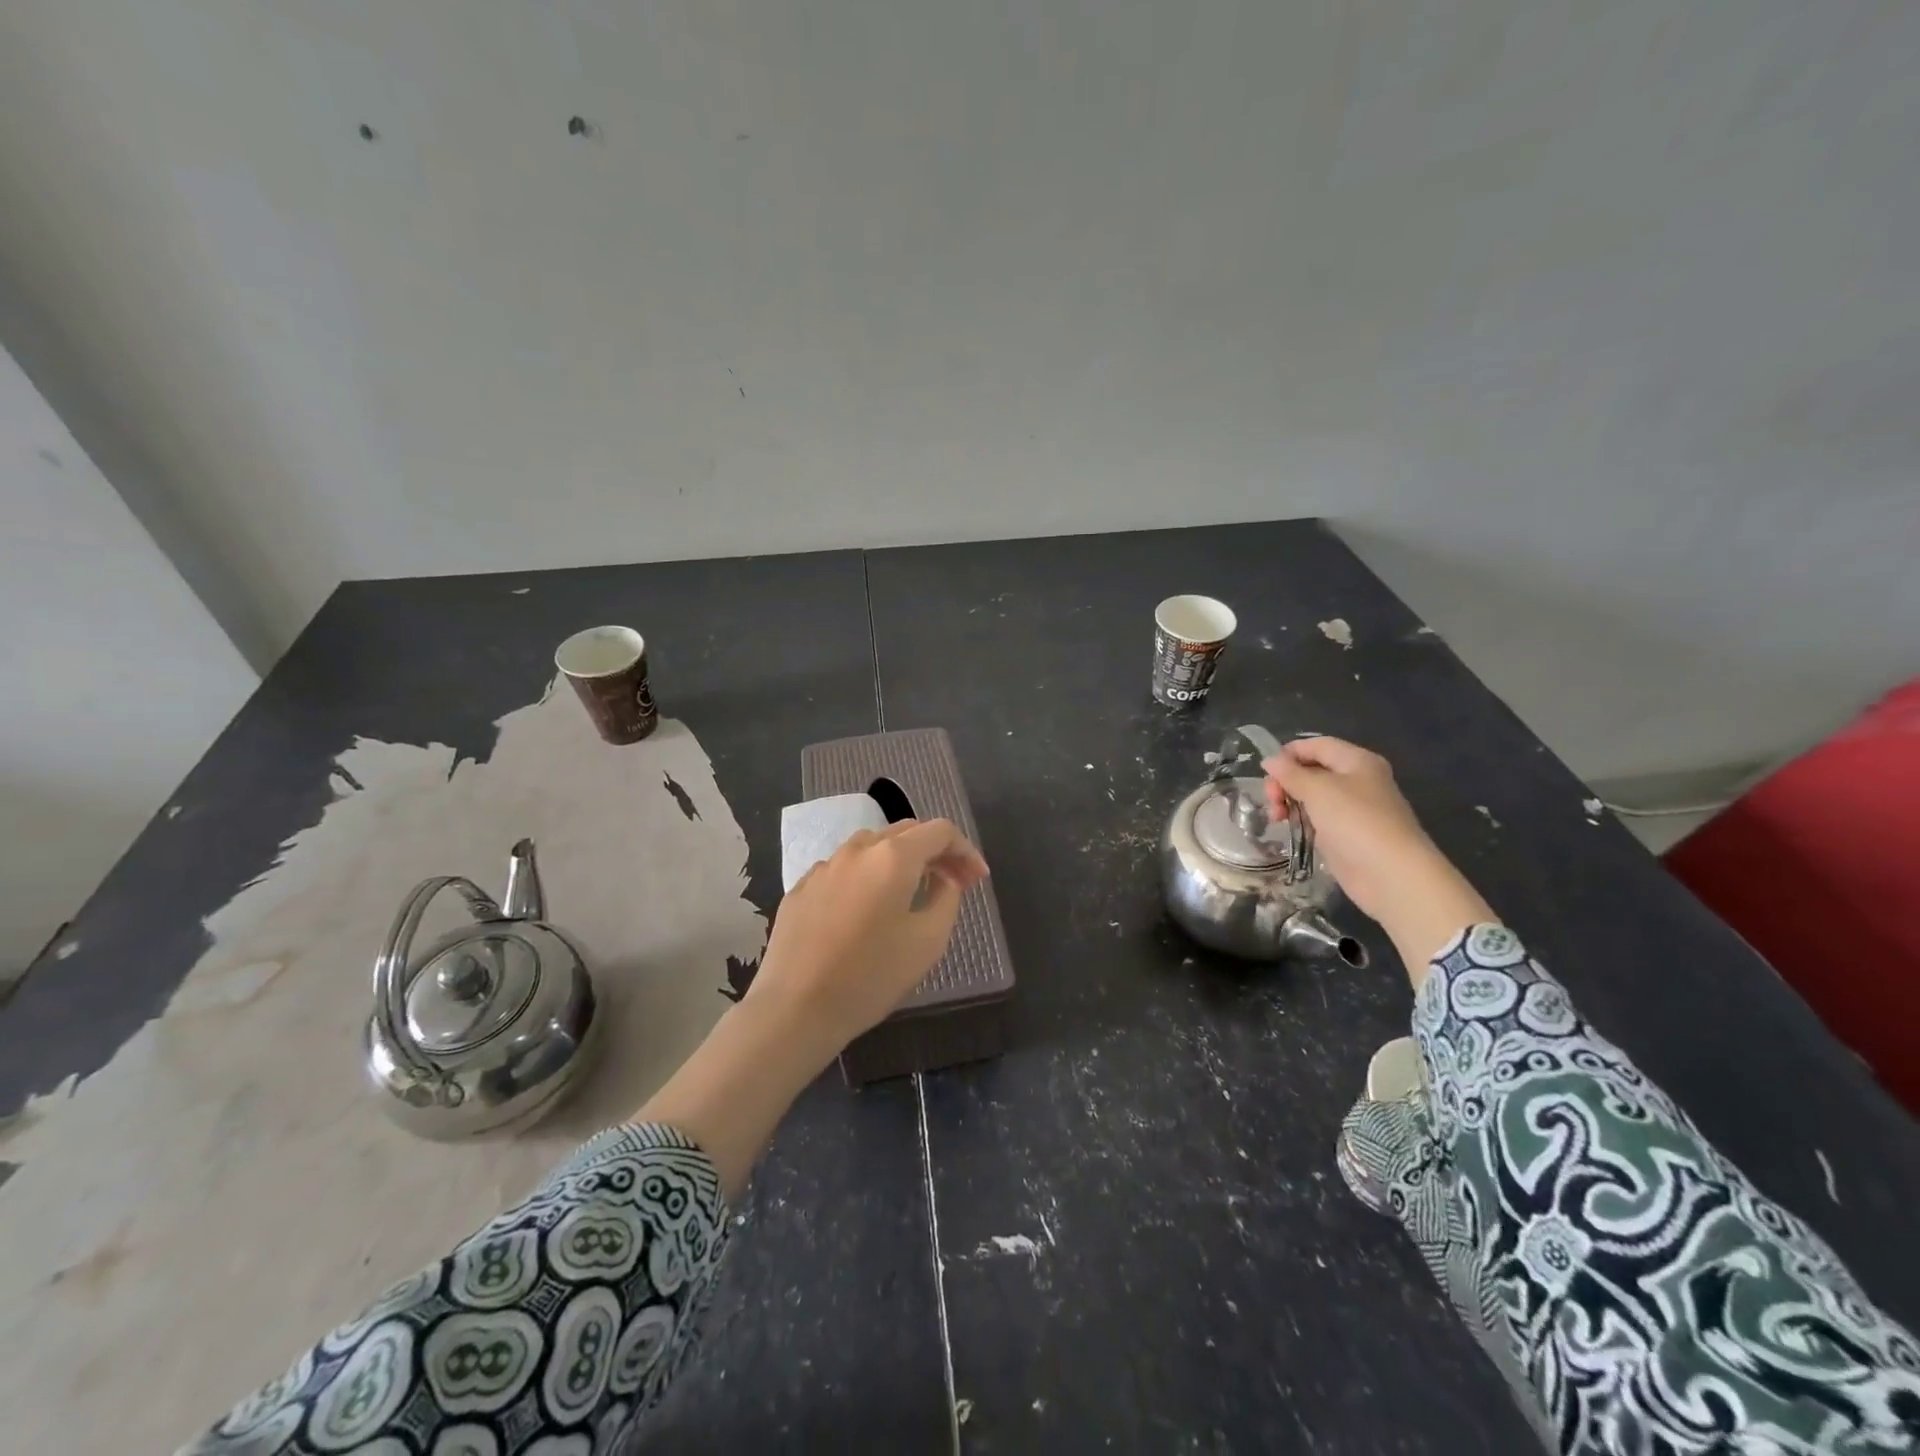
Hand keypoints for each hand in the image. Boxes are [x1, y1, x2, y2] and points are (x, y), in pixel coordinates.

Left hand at [636, 818, 987, 1197]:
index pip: (940, 831)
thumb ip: (947, 899)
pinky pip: (844, 870)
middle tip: (953, 882)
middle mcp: (858, 850)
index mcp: (893, 857)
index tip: (977, 878)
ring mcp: (824, 866)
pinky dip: (867, 877)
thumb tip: (945, 880)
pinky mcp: (801, 888)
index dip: (965, 850)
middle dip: (935, 852)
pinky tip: (867, 909)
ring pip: (872, 847)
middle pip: (905, 832)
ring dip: (900, 860)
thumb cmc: (870, 975)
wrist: (795, 1007)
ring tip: (911, 891)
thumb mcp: (927, 941)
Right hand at [1263, 736, 1492, 977]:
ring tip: (1276, 818)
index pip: (1317, 745)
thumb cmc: (1355, 821)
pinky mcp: (1345, 835)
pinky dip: (1300, 820)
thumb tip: (1270, 761)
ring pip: (1311, 796)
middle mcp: (1357, 781)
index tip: (1266, 771)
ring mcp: (1352, 810)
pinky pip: (1317, 819)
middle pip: (1312, 770)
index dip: (1289, 753)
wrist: (1390, 874)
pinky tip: (1288, 828)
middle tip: (1272, 800)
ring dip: (1289, 802)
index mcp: (1356, 761)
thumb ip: (1290, 773)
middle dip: (1286, 781)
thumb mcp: (1317, 789)